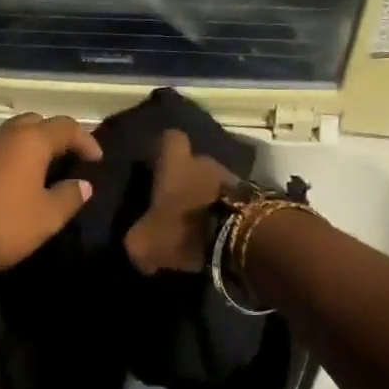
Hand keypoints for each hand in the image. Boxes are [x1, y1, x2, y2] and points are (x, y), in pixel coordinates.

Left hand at [0, 112, 104, 278]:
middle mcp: (0, 135)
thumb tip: (83, 184)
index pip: (66, 126)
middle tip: (66, 160)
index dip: (86, 140)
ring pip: (7, 137)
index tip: (97, 160)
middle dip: (53, 137)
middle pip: (34, 123)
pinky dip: (3, 162)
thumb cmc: (1, 225)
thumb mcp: (47, 218)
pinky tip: (4, 186)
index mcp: (29, 141)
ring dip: (25, 148)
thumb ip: (69, 197)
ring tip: (37, 173)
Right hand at [123, 129, 234, 274]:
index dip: (162, 148)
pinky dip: (224, 213)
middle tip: (175, 202)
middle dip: (185, 178)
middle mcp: (205, 162)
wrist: (239, 239)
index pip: (170, 138)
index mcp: (176, 164)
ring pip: (214, 182)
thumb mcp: (144, 243)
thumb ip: (136, 241)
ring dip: (206, 197)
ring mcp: (233, 179)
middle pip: (194, 162)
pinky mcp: (253, 199)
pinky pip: (232, 201)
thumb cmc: (183, 229)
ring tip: (197, 222)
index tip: (156, 163)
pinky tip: (216, 233)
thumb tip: (138, 249)